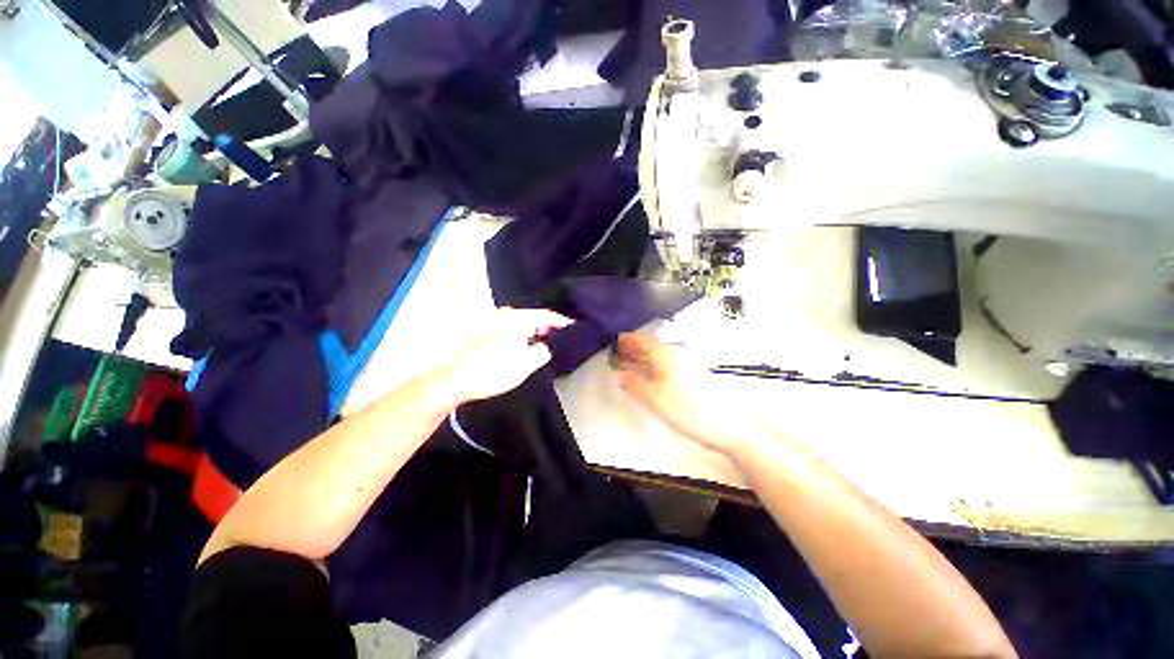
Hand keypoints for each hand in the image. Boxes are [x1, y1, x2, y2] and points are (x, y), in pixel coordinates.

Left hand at [442, 307, 573, 403]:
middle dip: (547, 327)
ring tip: (543, 343)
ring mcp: (491, 321)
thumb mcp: (526, 364)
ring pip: (520, 323)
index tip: (574, 327)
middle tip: (560, 338)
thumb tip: (543, 346)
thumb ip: (543, 351)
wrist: (452, 379)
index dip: (562, 323)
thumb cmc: (493, 370)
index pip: (547, 316)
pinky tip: (522, 346)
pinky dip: (520, 335)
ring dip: (532, 332)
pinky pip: (509, 329)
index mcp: (517, 318)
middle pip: (533, 317)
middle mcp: (504, 314)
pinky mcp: (482, 332)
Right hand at [614, 333, 754, 456]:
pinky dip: (653, 366)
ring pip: (659, 356)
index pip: (643, 340)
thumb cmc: (685, 409)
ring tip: (629, 365)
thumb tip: (619, 375)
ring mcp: (686, 365)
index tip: (616, 341)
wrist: (723, 424)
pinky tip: (649, 377)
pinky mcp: (692, 376)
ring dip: (643, 358)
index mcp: (665, 354)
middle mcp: (676, 354)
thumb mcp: (652, 398)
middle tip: (619, 353)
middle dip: (634, 348)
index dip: (628, 339)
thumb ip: (633, 384)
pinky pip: (666, 365)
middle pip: (651, 346)